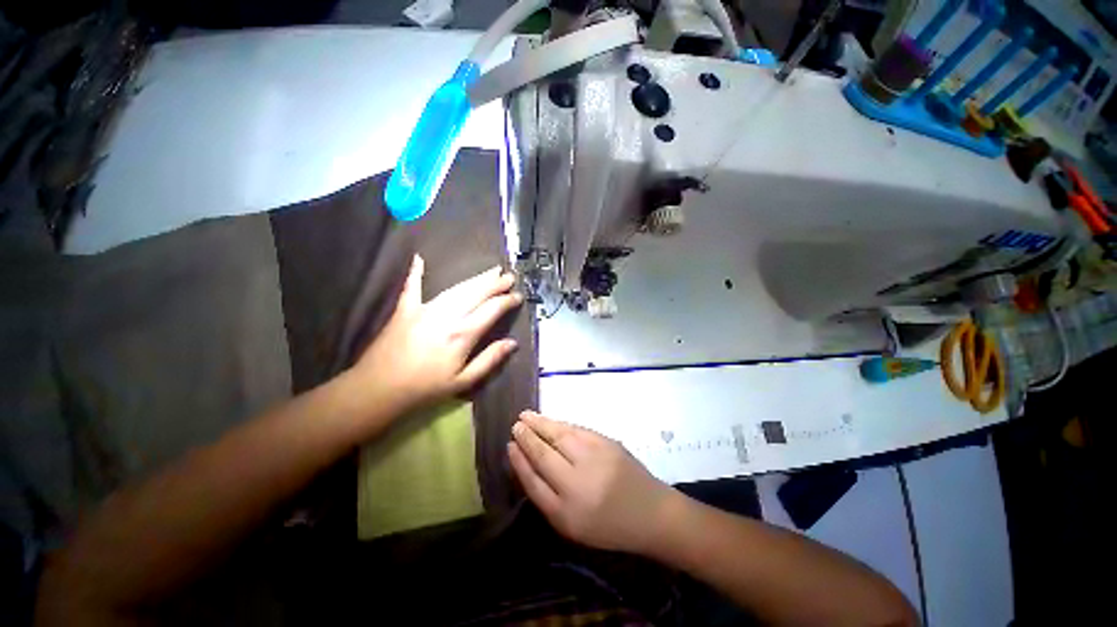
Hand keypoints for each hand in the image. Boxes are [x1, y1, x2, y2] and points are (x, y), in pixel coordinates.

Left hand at [353, 255, 522, 413]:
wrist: (378, 389)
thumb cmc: (425, 389)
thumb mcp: (464, 381)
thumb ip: (490, 359)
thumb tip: (512, 343)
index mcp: (462, 334)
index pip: (492, 309)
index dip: (507, 301)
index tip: (518, 296)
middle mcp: (447, 315)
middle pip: (476, 293)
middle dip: (495, 283)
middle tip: (509, 276)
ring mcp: (424, 309)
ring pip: (456, 288)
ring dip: (475, 279)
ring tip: (491, 271)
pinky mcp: (405, 309)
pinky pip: (412, 287)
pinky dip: (415, 273)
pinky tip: (419, 258)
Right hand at [508, 410, 678, 554]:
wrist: (650, 512)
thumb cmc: (608, 525)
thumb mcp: (573, 525)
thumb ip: (548, 498)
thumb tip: (528, 465)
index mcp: (566, 513)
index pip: (533, 481)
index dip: (519, 461)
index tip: (509, 446)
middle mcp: (577, 483)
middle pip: (544, 454)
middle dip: (527, 437)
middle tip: (515, 425)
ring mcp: (594, 459)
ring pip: (559, 436)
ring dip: (540, 424)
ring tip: (526, 416)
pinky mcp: (606, 442)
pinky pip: (576, 430)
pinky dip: (560, 424)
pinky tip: (550, 421)